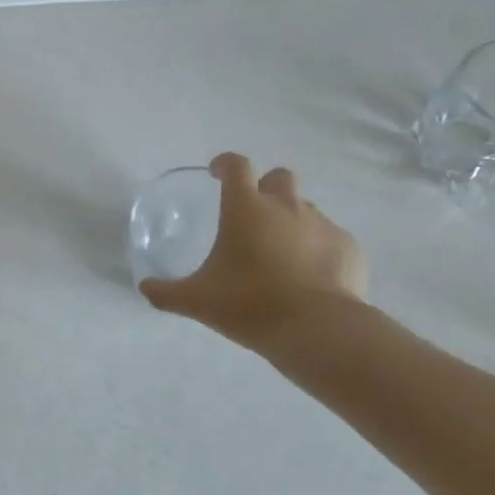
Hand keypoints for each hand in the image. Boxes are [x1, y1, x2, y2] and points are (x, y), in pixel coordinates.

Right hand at [140, 153, 366, 348]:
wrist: (318, 330)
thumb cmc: (249, 304)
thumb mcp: (197, 301)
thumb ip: (166, 292)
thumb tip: (145, 288)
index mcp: (246, 208)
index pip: (236, 166)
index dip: (225, 164)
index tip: (217, 174)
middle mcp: (286, 207)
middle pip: (280, 177)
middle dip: (266, 187)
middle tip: (254, 215)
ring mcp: (322, 225)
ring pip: (306, 208)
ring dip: (292, 220)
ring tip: (281, 253)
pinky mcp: (349, 248)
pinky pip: (331, 238)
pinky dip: (319, 249)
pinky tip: (311, 277)